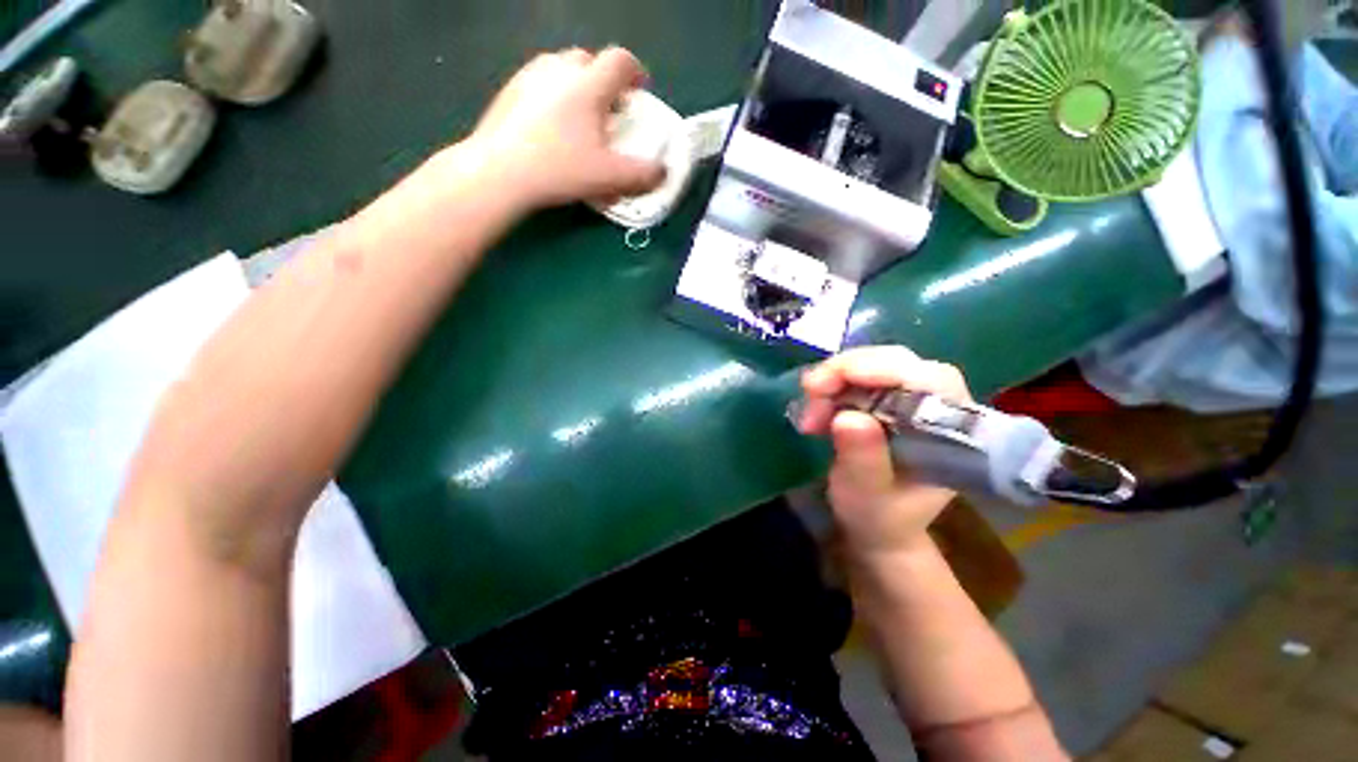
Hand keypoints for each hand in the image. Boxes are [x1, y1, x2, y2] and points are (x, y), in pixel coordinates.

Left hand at [462, 46, 666, 210]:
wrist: (499, 172)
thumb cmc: (560, 169)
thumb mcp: (610, 177)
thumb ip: (643, 174)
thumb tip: (663, 172)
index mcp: (588, 84)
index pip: (620, 61)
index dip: (636, 73)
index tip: (640, 92)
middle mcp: (559, 69)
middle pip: (589, 60)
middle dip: (605, 81)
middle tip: (610, 110)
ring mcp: (529, 76)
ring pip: (562, 69)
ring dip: (578, 87)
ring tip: (581, 119)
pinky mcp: (508, 92)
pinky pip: (540, 83)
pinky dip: (554, 97)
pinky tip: (551, 126)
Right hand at [797, 346, 973, 557]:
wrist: (877, 525)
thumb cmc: (879, 516)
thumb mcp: (867, 495)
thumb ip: (863, 459)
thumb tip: (848, 417)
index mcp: (952, 433)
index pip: (931, 380)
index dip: (884, 368)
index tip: (836, 378)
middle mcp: (938, 406)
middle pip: (897, 362)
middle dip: (847, 371)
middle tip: (810, 391)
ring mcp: (911, 398)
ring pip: (873, 364)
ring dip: (833, 379)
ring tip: (809, 413)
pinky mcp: (887, 397)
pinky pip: (857, 375)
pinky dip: (831, 386)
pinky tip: (815, 407)